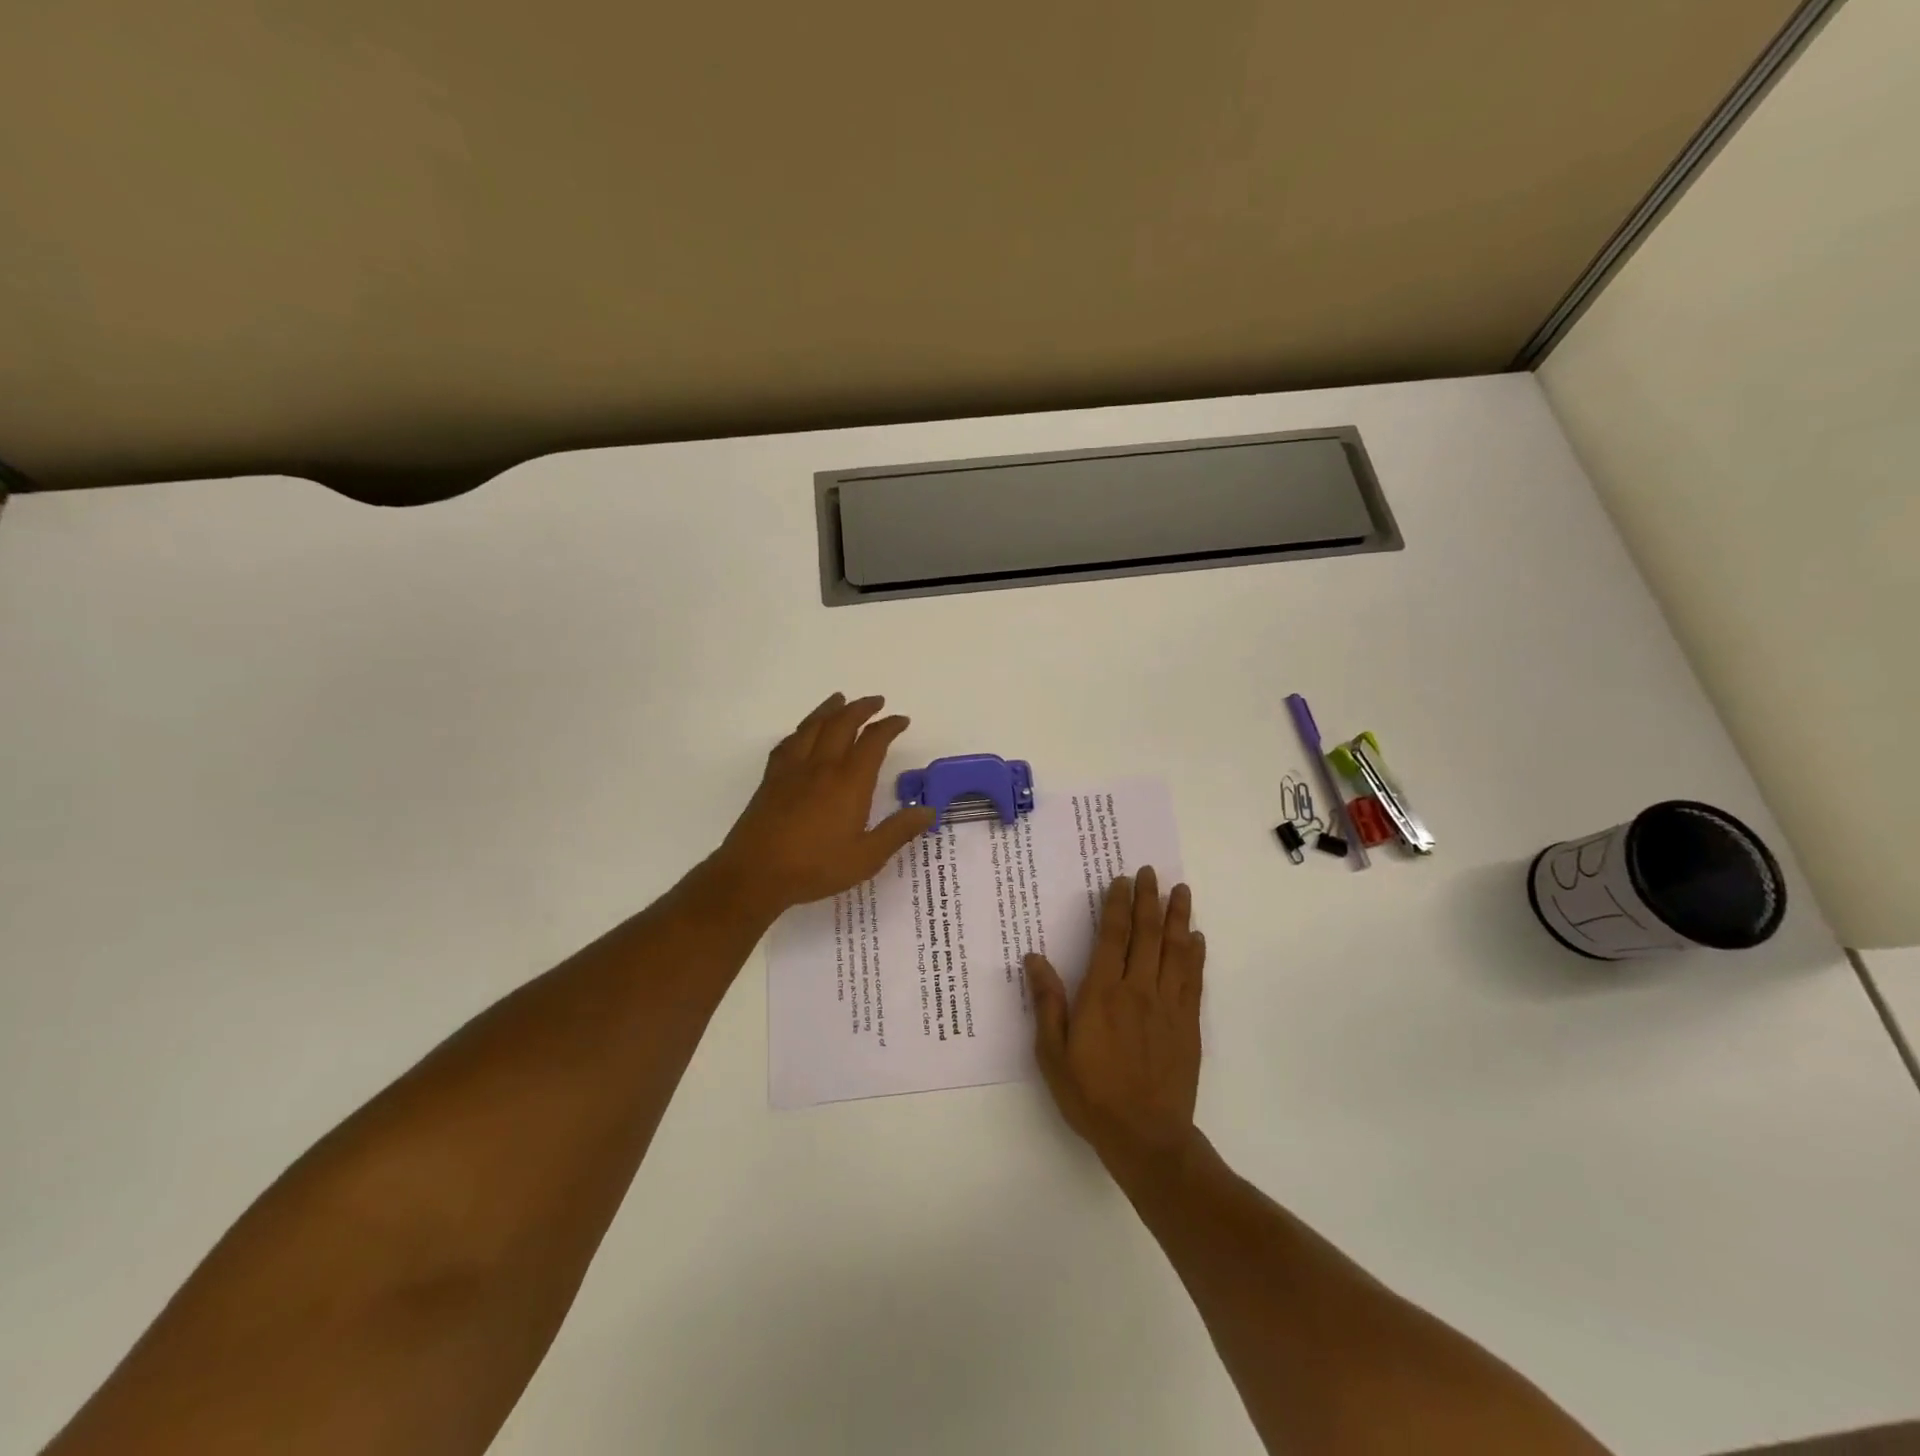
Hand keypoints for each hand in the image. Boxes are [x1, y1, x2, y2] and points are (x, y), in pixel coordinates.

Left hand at [713, 693, 934, 918]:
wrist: (755, 873)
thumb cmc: (815, 867)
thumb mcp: (866, 857)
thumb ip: (898, 831)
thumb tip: (928, 810)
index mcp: (849, 782)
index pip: (873, 742)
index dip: (889, 726)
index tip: (901, 720)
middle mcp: (822, 766)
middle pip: (842, 724)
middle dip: (861, 708)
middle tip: (876, 701)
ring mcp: (793, 769)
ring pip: (812, 726)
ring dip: (830, 709)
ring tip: (840, 698)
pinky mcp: (771, 779)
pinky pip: (788, 742)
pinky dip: (800, 730)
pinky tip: (802, 732)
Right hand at [1025, 867, 1205, 1191]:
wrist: (1147, 1137)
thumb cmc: (1091, 1095)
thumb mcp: (1053, 1053)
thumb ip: (1047, 1003)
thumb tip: (1034, 958)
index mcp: (1102, 994)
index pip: (1112, 937)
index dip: (1117, 905)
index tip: (1122, 880)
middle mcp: (1138, 990)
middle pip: (1146, 935)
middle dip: (1148, 900)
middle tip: (1151, 872)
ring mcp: (1168, 1006)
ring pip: (1175, 951)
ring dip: (1178, 918)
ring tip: (1181, 890)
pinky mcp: (1188, 1024)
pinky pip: (1192, 980)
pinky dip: (1195, 955)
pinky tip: (1196, 938)